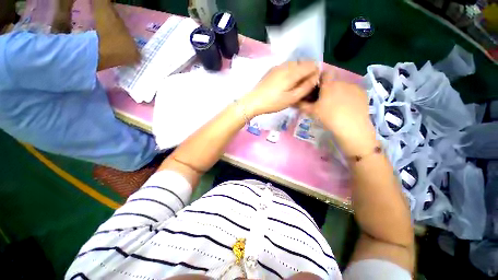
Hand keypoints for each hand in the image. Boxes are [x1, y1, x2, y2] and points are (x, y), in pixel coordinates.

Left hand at [241, 61, 319, 116]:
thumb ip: (306, 87)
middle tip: (304, 86)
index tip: (312, 83)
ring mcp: (278, 66)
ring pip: (295, 63)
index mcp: (292, 72)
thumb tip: (316, 76)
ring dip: (299, 71)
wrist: (254, 101)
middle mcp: (286, 65)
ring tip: (295, 85)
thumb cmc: (273, 102)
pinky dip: (291, 71)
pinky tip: (286, 82)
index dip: (315, 72)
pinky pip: (286, 66)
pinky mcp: (272, 69)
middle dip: (307, 71)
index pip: (311, 65)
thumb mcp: (292, 98)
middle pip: (303, 62)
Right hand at [299, 71, 377, 155]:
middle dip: (328, 89)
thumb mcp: (311, 112)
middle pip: (333, 82)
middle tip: (325, 101)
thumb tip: (295, 101)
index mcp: (328, 85)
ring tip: (337, 106)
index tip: (317, 88)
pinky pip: (352, 91)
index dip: (320, 78)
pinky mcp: (363, 93)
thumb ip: (302, 105)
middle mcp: (342, 82)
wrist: (352, 127)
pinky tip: (348, 107)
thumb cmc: (328, 117)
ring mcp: (354, 87)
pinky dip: (348, 96)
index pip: (324, 73)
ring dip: (338, 93)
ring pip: (343, 87)